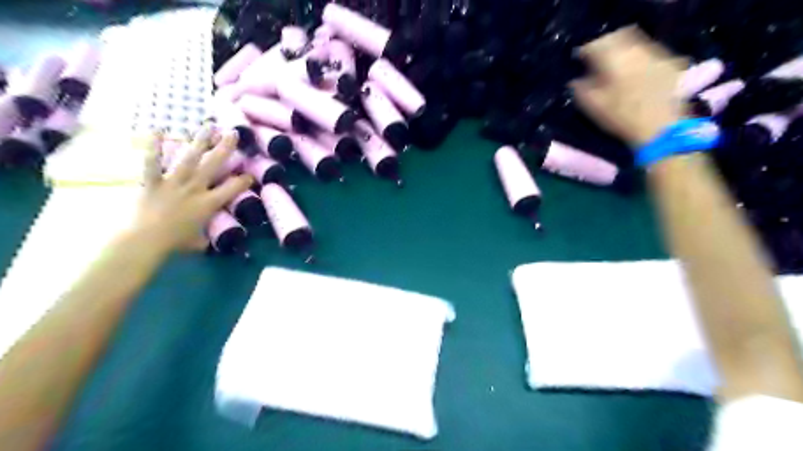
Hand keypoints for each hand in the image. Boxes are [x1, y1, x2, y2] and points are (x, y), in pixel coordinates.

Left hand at [133, 126, 248, 253]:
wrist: (145, 241)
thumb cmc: (175, 243)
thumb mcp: (199, 242)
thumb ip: (206, 237)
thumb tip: (210, 238)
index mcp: (209, 203)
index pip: (233, 188)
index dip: (244, 180)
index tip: (249, 175)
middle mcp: (194, 188)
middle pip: (213, 164)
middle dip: (225, 148)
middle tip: (233, 133)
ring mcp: (173, 183)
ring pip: (189, 158)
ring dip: (199, 141)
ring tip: (207, 126)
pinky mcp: (153, 182)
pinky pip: (152, 161)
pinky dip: (153, 146)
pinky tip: (157, 130)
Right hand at [567, 27, 685, 145]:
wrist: (662, 128)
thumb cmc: (622, 117)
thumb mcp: (593, 107)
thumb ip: (580, 90)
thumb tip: (575, 81)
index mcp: (614, 57)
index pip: (595, 45)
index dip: (585, 51)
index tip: (579, 60)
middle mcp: (636, 49)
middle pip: (618, 37)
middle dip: (606, 46)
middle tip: (598, 60)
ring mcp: (656, 55)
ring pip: (636, 45)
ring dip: (623, 52)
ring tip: (616, 67)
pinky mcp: (671, 65)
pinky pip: (650, 55)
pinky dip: (639, 60)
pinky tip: (636, 75)